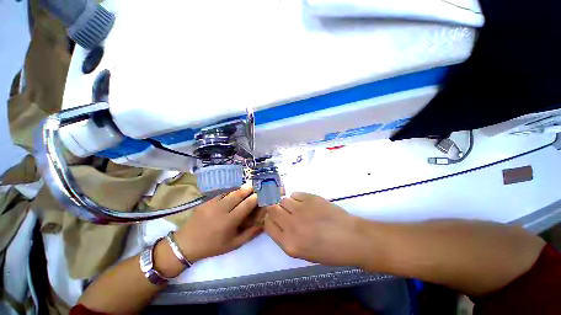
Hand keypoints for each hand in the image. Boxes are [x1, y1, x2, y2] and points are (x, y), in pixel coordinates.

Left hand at [174, 185, 262, 262]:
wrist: (187, 244)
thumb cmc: (213, 246)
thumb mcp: (233, 244)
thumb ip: (249, 234)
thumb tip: (262, 224)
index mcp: (229, 221)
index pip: (246, 206)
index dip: (254, 198)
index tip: (260, 194)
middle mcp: (222, 210)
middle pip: (238, 195)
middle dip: (248, 189)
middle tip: (254, 185)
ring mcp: (212, 204)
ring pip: (229, 193)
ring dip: (239, 189)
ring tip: (246, 186)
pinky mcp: (206, 202)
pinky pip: (220, 194)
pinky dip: (229, 192)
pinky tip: (233, 191)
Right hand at [264, 192, 365, 265]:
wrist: (351, 238)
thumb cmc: (328, 251)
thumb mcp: (302, 252)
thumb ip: (286, 237)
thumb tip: (279, 221)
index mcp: (288, 243)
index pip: (268, 224)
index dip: (270, 219)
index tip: (275, 217)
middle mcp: (291, 225)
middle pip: (272, 209)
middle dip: (275, 208)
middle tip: (284, 210)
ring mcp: (301, 209)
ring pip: (284, 199)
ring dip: (288, 203)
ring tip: (298, 207)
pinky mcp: (310, 198)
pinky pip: (295, 193)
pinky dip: (297, 197)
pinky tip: (306, 203)